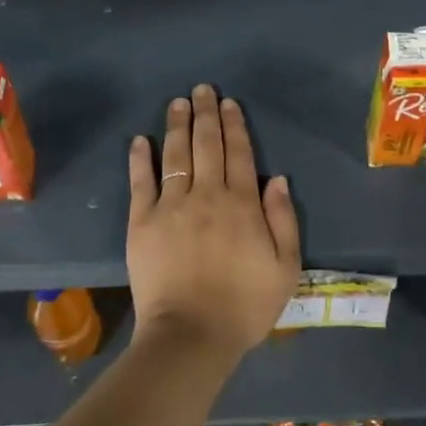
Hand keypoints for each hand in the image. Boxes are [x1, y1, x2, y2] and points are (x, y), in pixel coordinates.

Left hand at [126, 85, 301, 361]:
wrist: (191, 335)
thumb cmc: (244, 305)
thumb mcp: (285, 268)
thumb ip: (284, 220)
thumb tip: (279, 180)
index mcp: (241, 204)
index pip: (239, 153)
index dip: (234, 125)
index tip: (229, 103)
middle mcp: (207, 195)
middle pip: (206, 145)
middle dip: (206, 113)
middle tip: (202, 89)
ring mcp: (171, 206)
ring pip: (175, 155)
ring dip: (177, 125)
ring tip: (177, 102)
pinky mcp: (142, 222)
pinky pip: (141, 183)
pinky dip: (140, 159)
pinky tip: (140, 139)